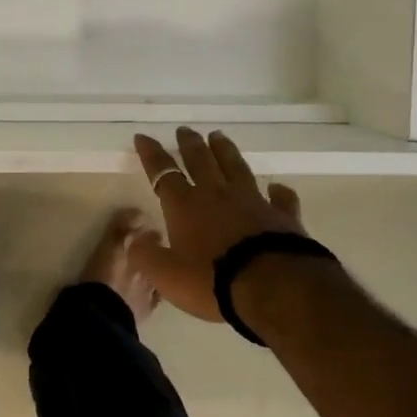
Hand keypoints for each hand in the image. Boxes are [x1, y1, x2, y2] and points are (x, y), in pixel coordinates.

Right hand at [130, 128, 309, 321]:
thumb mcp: (166, 275)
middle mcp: (217, 195)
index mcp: (185, 205)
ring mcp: (253, 202)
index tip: (143, 137)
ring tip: (218, 136)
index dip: (151, 154)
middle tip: (185, 130)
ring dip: (225, 151)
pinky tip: (277, 187)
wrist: (272, 286)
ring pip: (236, 168)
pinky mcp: (282, 216)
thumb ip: (146, 255)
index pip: (163, 172)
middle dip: (190, 144)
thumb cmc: (212, 280)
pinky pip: (280, 198)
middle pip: (201, 161)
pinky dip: (278, 191)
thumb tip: (134, 238)